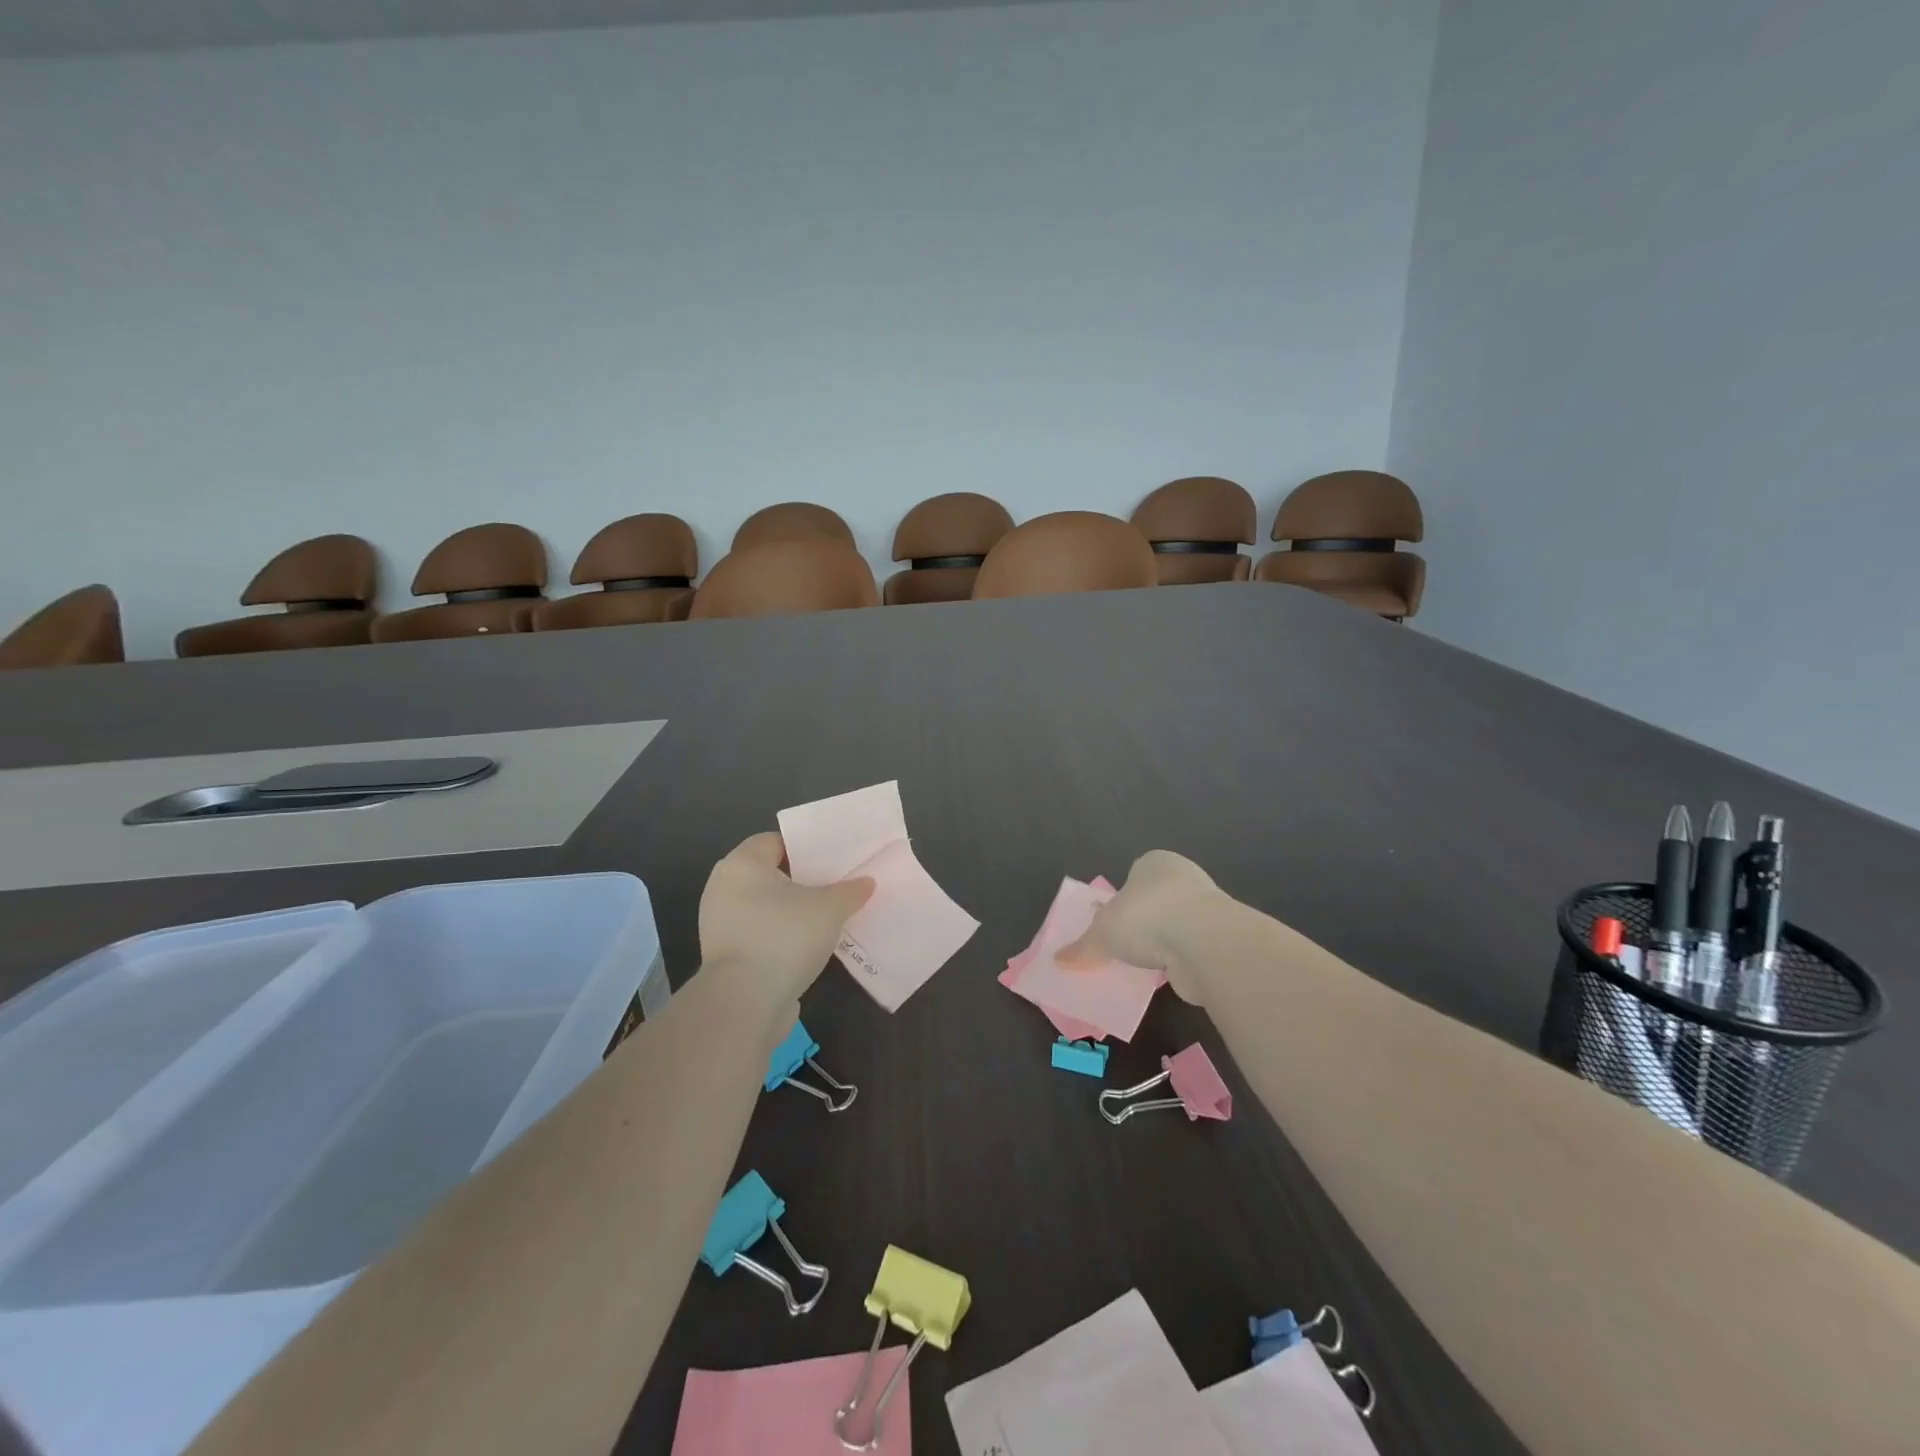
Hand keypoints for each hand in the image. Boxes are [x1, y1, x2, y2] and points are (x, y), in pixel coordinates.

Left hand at [698, 832, 874, 1010]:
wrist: (744, 1004)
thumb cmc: (784, 938)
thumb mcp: (829, 909)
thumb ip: (850, 891)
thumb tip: (865, 883)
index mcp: (742, 864)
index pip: (775, 841)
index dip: (805, 847)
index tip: (833, 858)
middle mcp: (723, 888)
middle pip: (769, 873)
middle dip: (802, 879)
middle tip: (835, 884)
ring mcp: (720, 924)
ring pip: (764, 906)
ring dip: (792, 910)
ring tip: (827, 916)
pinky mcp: (725, 955)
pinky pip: (759, 933)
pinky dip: (780, 935)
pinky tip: (808, 944)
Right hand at [1057, 850, 1223, 1004]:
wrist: (1205, 943)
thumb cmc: (1146, 918)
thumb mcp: (1102, 933)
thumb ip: (1083, 946)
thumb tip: (1059, 959)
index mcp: (1155, 862)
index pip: (1134, 875)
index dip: (1120, 899)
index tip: (1110, 923)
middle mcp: (1183, 877)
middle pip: (1155, 900)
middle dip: (1141, 922)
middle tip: (1122, 946)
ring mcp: (1206, 907)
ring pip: (1175, 925)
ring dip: (1162, 943)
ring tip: (1141, 966)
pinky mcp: (1220, 938)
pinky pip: (1190, 948)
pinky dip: (1178, 961)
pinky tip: (1165, 975)